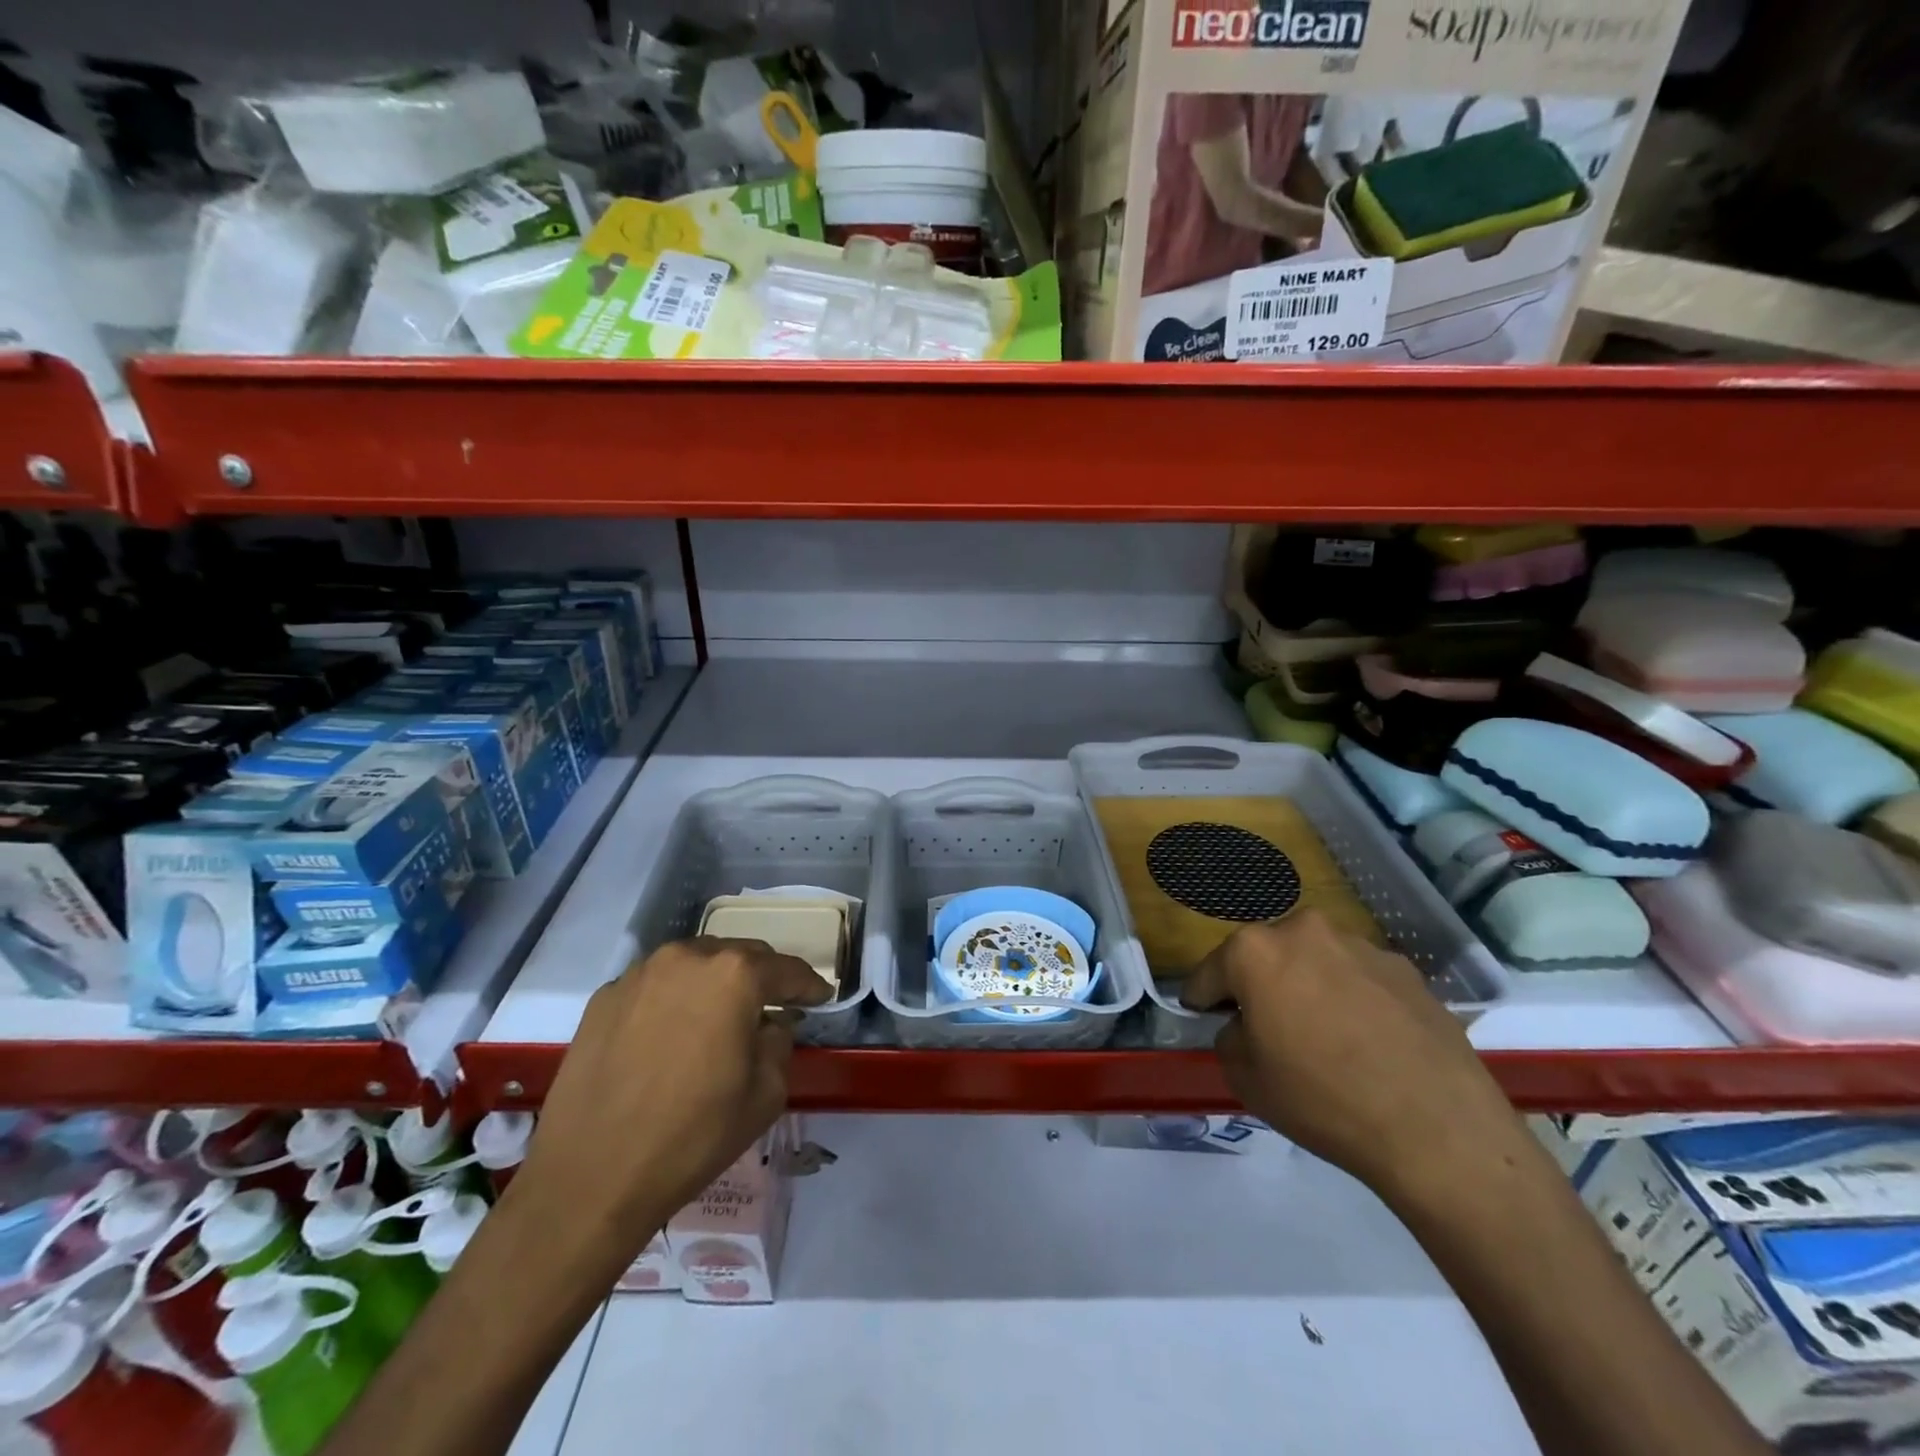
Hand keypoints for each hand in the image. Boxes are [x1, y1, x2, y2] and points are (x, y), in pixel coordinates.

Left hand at [519, 938, 830, 1256]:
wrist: (589, 1178)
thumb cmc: (693, 1136)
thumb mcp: (766, 1094)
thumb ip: (780, 1043)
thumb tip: (770, 1024)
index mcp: (735, 975)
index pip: (786, 969)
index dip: (809, 985)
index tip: (820, 997)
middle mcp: (688, 957)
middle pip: (740, 956)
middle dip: (761, 978)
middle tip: (772, 1007)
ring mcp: (640, 974)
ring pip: (695, 964)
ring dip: (715, 984)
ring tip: (719, 1018)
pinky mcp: (604, 997)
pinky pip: (656, 986)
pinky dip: (674, 999)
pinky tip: (671, 1035)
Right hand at [1181, 912, 1518, 1198]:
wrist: (1439, 1129)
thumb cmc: (1323, 1100)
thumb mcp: (1246, 1079)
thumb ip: (1230, 1038)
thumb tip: (1246, 1026)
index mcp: (1255, 950)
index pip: (1209, 972)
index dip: (1203, 1000)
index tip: (1204, 1019)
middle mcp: (1304, 931)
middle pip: (1265, 956)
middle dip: (1259, 985)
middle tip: (1268, 1028)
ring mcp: (1360, 945)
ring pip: (1315, 962)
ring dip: (1308, 986)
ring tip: (1325, 1037)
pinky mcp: (1406, 969)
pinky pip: (1359, 979)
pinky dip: (1352, 999)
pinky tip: (1368, 1042)